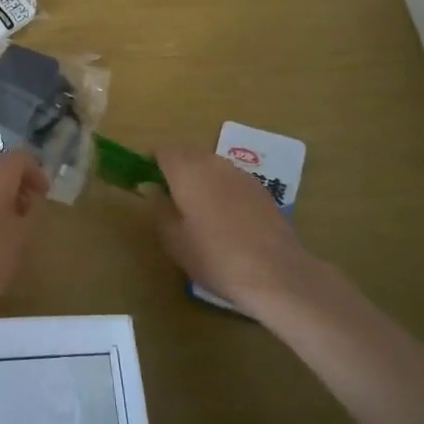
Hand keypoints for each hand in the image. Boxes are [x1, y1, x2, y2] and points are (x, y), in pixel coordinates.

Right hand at [147, 147, 312, 314]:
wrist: (276, 273)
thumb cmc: (215, 257)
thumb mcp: (174, 240)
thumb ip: (158, 208)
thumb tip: (151, 189)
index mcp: (187, 170)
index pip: (162, 150)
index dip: (151, 163)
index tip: (147, 183)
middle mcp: (213, 163)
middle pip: (187, 153)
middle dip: (175, 168)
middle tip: (169, 198)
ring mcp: (240, 174)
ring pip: (211, 165)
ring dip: (199, 177)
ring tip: (198, 210)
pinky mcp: (261, 189)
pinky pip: (230, 179)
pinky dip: (221, 189)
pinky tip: (226, 218)